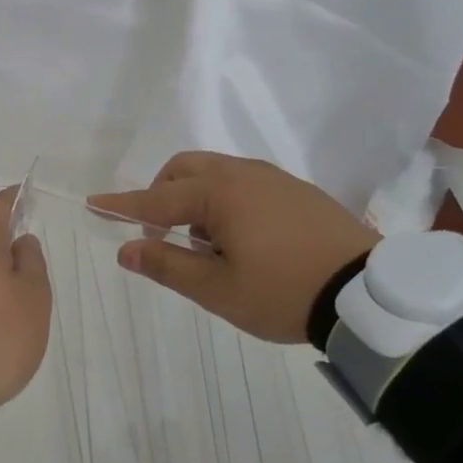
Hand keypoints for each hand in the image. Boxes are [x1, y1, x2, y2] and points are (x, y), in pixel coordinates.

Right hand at [90, 152, 379, 342]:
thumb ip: (168, 265)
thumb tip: (127, 250)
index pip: (156, 198)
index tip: (93, 203)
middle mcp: (243, 173)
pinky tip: (239, 238)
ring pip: (214, 173)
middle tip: (160, 235)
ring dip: (193, 199)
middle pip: (184, 170)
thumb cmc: (284, 292)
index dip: (122, 204)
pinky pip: (243, 182)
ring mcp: (273, 177)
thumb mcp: (218, 289)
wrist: (368, 292)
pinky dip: (223, 200)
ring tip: (204, 245)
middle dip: (160, 195)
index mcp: (220, 193)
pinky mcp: (295, 189)